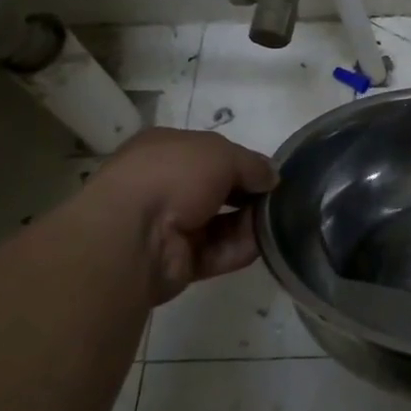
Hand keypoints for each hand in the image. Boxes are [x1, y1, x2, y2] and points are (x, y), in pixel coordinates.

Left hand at [77, 127, 276, 307]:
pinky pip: (217, 252)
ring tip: (276, 222)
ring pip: (221, 223)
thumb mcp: (222, 153)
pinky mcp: (177, 261)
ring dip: (249, 222)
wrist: (132, 236)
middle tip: (278, 199)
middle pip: (218, 189)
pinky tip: (261, 243)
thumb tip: (271, 177)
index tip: (269, 173)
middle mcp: (165, 185)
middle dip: (249, 194)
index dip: (242, 162)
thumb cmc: (173, 175)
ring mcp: (169, 226)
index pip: (211, 153)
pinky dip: (240, 248)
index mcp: (165, 150)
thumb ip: (252, 164)